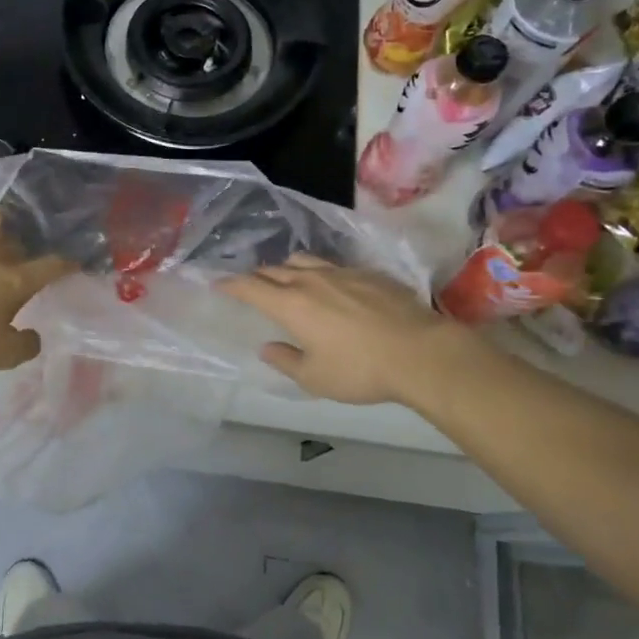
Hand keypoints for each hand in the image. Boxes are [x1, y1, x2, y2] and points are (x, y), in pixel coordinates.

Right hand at [217, 254, 480, 406]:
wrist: (420, 351)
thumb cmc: (360, 370)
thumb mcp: (315, 378)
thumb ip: (285, 361)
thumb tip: (267, 347)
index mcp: (291, 305)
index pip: (250, 287)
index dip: (231, 284)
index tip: (218, 283)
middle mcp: (310, 281)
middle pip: (274, 270)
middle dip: (257, 276)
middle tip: (250, 285)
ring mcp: (341, 273)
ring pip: (303, 260)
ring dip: (287, 268)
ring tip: (286, 278)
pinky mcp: (367, 273)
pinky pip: (332, 265)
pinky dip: (318, 272)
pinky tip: (328, 286)